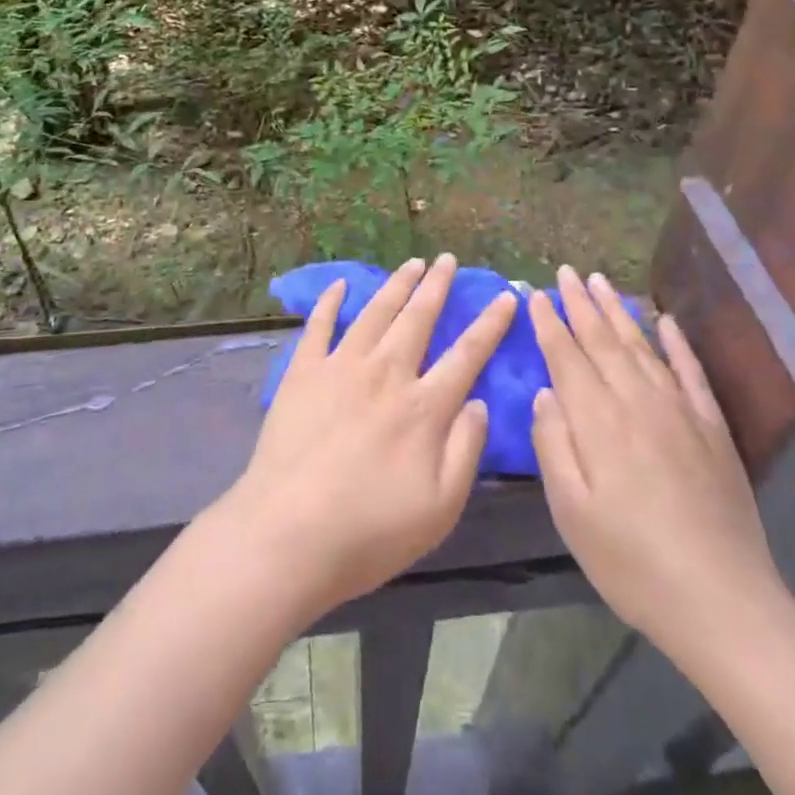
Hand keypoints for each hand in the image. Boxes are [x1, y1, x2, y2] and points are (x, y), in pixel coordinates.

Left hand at [215, 253, 514, 622]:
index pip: (467, 354)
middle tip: (448, 259)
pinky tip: (340, 285)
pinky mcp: (303, 372)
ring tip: (411, 262)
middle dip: (437, 286)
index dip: (490, 324)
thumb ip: (465, 450)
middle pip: (418, 318)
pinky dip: (330, 302)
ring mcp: (341, 367)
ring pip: (375, 312)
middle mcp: (386, 373)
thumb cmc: (370, 531)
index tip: (506, 296)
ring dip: (396, 284)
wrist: (288, 534)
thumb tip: (479, 402)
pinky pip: (319, 325)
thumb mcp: (440, 508)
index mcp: (423, 406)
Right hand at [529, 267, 792, 670]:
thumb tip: (545, 393)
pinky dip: (676, 342)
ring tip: (602, 281)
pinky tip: (666, 320)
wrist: (722, 601)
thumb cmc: (631, 561)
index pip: (566, 356)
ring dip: (619, 311)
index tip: (534, 293)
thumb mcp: (571, 512)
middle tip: (566, 271)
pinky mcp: (712, 427)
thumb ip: (552, 445)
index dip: (549, 323)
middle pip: (603, 340)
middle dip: (580, 303)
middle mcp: (637, 401)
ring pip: (642, 345)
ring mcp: (679, 410)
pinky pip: (690, 371)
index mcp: (598, 421)